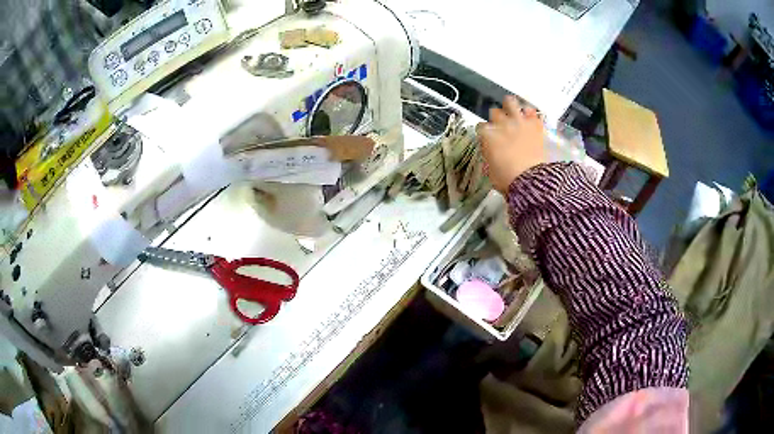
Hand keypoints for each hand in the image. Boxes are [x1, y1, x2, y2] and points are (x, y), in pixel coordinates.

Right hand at [477, 96, 544, 192]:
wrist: (530, 181)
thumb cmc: (508, 179)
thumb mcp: (490, 169)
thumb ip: (488, 154)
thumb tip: (489, 149)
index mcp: (488, 135)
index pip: (481, 126)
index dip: (484, 132)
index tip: (487, 137)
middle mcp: (501, 124)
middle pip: (494, 112)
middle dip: (496, 118)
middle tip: (500, 124)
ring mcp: (519, 122)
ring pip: (511, 102)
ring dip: (510, 107)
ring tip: (513, 111)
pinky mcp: (535, 125)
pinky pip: (531, 111)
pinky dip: (530, 114)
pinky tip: (529, 118)